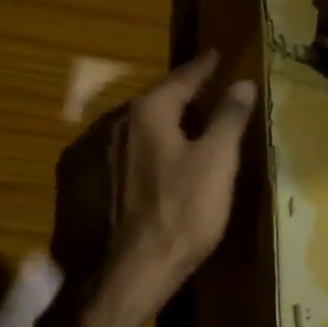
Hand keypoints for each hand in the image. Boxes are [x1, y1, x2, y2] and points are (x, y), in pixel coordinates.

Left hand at [109, 50, 255, 299]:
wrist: (128, 272)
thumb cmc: (181, 212)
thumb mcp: (216, 162)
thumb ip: (229, 118)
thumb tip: (241, 82)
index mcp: (147, 111)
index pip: (182, 78)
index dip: (203, 67)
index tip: (216, 54)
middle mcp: (116, 122)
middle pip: (157, 101)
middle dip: (183, 99)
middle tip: (209, 98)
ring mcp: (96, 152)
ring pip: (138, 128)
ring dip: (163, 126)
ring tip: (187, 133)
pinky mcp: (86, 182)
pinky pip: (125, 153)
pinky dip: (146, 150)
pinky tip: (159, 168)